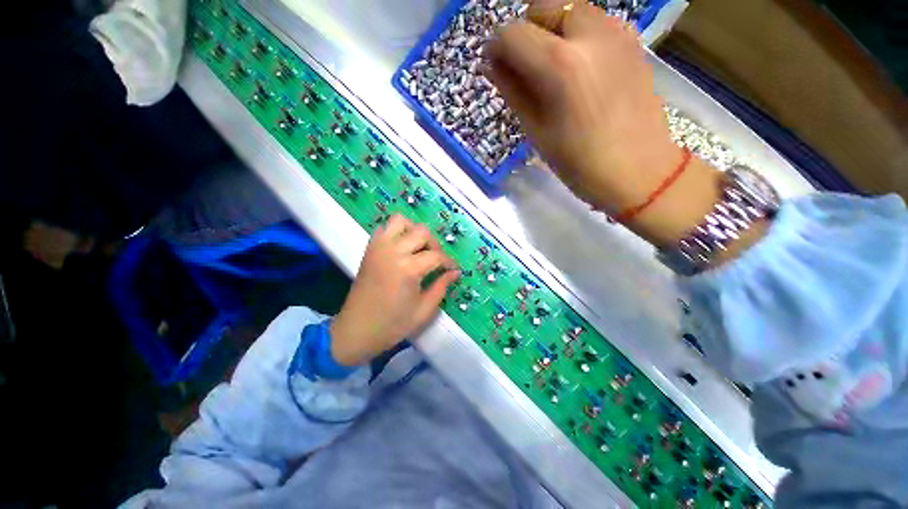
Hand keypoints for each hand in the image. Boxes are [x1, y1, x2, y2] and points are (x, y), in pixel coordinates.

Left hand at [330, 215, 459, 365]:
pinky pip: (385, 228)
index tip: (454, 269)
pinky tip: (402, 248)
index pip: (437, 256)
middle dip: (434, 245)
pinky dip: (397, 232)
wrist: (356, 330)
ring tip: (419, 249)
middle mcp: (393, 251)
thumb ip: (441, 287)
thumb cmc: (392, 325)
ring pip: (401, 220)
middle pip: (422, 232)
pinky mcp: (369, 249)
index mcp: (408, 269)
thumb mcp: (423, 311)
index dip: (449, 262)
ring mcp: (379, 247)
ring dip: (414, 231)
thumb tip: (455, 273)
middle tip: (436, 261)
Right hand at [485, 2, 680, 213]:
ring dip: (551, 32)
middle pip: (543, 7)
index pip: (512, 34)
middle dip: (526, 32)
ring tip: (552, 71)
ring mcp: (617, 31)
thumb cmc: (580, 163)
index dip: (496, 48)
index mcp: (560, 65)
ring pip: (569, 10)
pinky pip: (593, 23)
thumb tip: (492, 65)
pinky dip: (575, 37)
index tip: (494, 66)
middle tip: (524, 67)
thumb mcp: (537, 132)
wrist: (639, 171)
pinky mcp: (632, 40)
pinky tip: (579, 70)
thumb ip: (513, 92)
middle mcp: (590, 33)